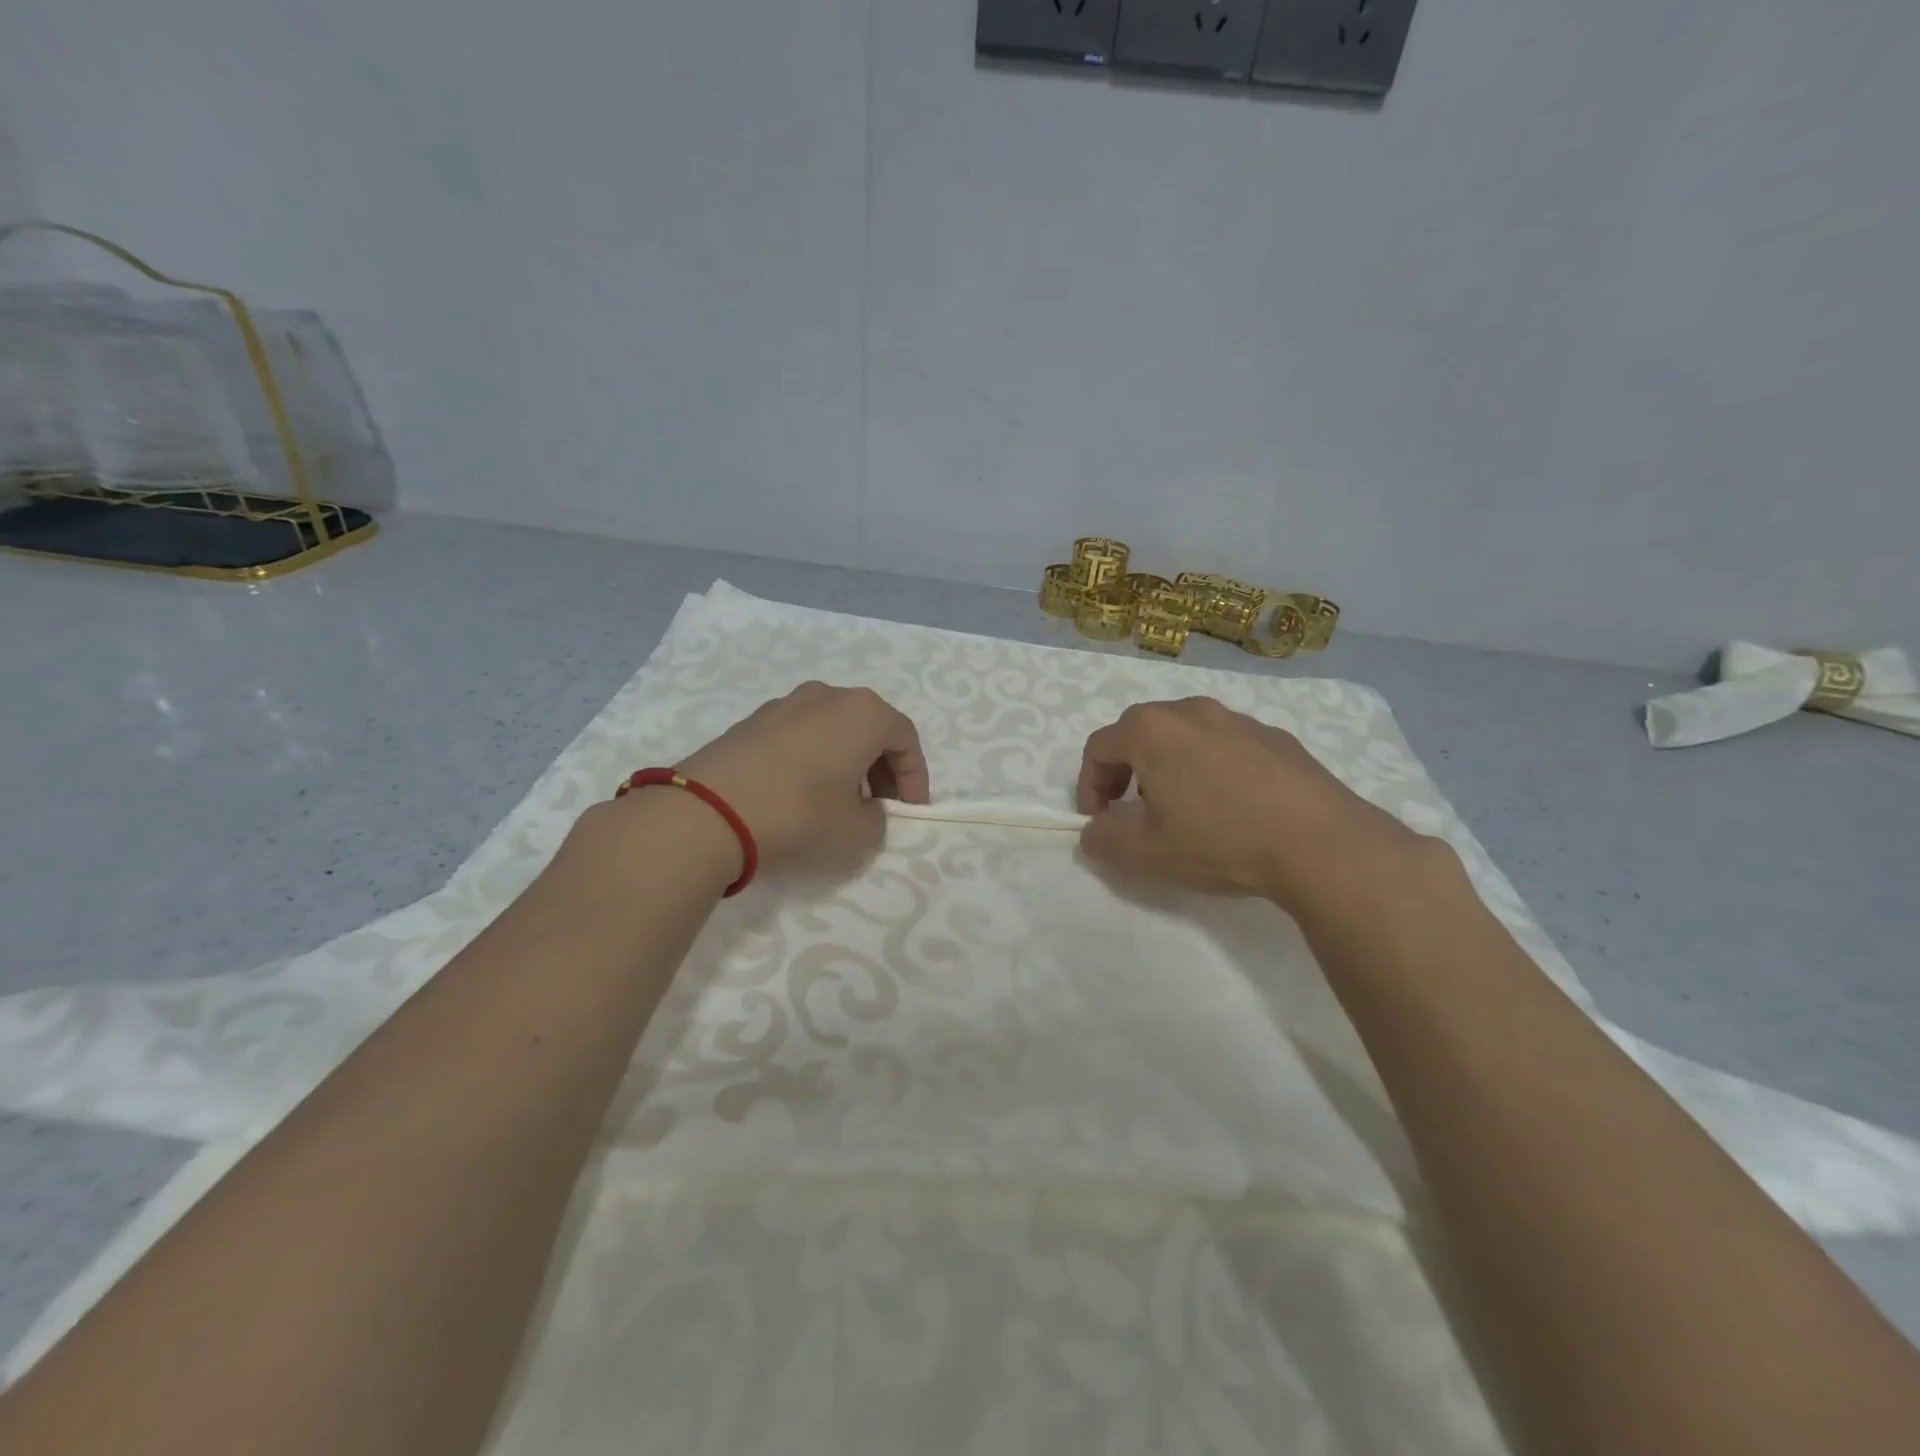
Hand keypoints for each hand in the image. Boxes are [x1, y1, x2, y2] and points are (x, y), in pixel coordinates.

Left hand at [665, 682, 930, 877]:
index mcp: (862, 713)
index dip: (915, 777)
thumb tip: (864, 808)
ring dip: (846, 762)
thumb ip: (877, 819)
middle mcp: (826, 696)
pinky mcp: (750, 722)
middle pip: (869, 728)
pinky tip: (799, 794)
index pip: (905, 738)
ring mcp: (783, 705)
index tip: (910, 811)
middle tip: (879, 805)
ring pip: (832, 730)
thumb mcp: (858, 835)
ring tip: (839, 801)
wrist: (706, 814)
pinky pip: (798, 736)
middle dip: (882, 767)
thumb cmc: (799, 817)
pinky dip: (812, 759)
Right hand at [1075, 697, 1432, 913]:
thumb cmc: (1219, 841)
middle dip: (1126, 773)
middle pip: (1139, 733)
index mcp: (1151, 731)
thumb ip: (1103, 839)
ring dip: (1170, 768)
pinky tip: (1233, 808)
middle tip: (1135, 813)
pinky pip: (1226, 745)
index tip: (1100, 823)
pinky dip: (1212, 768)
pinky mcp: (1276, 736)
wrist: (1320, 843)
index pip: (1098, 747)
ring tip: (1186, 811)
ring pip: (1185, 736)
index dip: (1089, 787)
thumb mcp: (1145, 854)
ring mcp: (1238, 719)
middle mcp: (1190, 711)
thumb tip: (1096, 830)